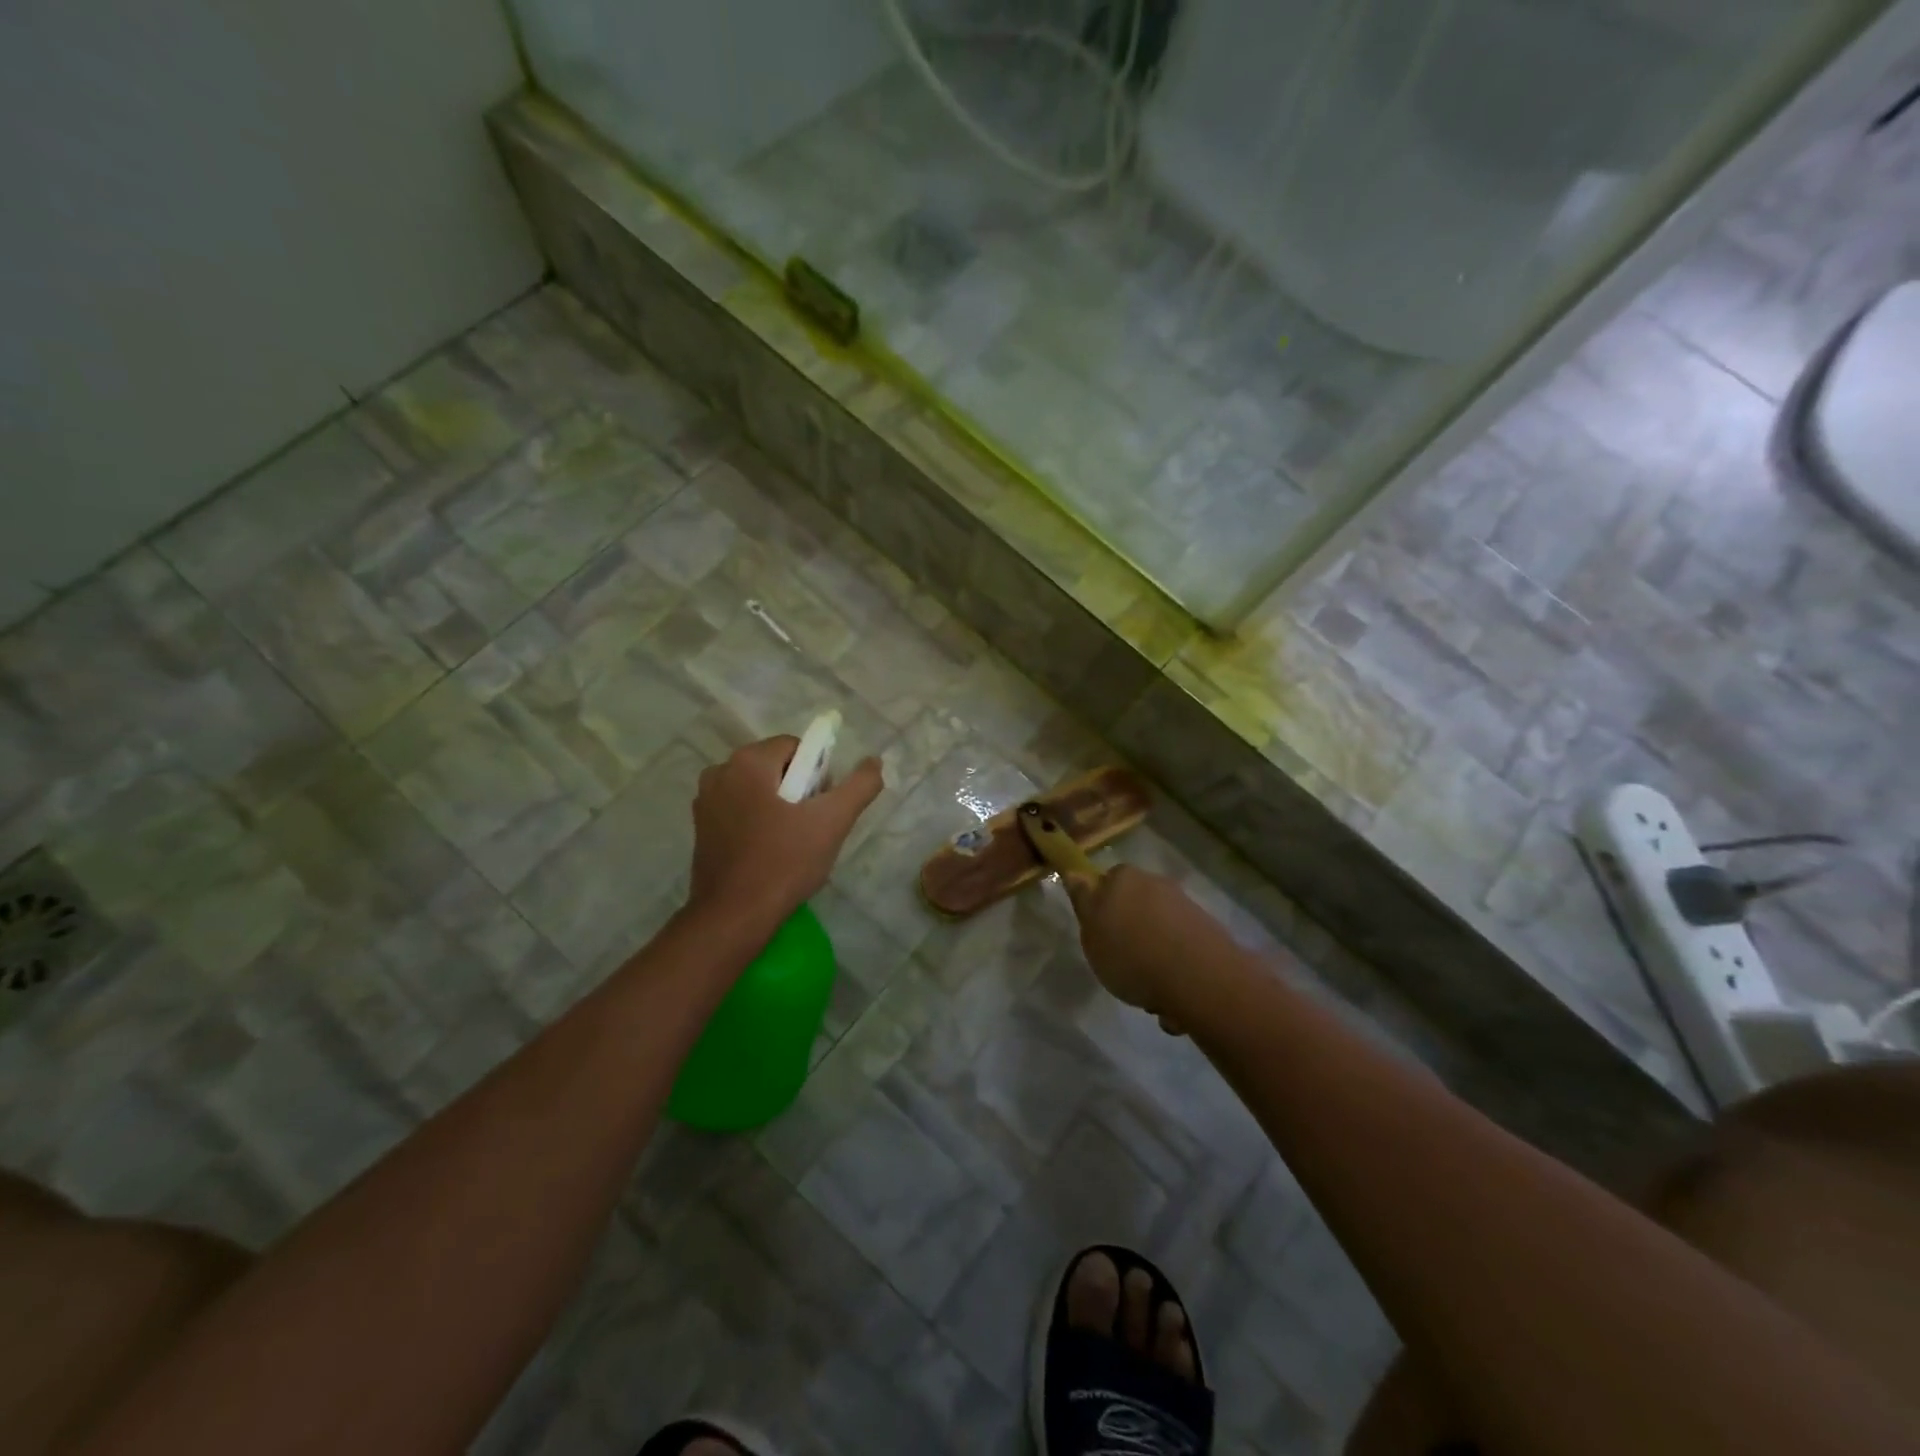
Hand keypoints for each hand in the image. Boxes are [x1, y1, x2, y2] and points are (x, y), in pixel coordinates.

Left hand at [687, 736, 882, 928]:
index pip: (796, 747)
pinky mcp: (700, 828)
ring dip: (777, 806)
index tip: (821, 806)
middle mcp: (720, 772)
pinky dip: (756, 821)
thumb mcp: (833, 821)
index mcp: (748, 761)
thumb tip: (874, 762)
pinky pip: (738, 810)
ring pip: (757, 789)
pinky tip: (768, 852)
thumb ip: (859, 786)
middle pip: (775, 766)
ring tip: (791, 842)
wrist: (735, 915)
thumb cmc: (785, 862)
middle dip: (797, 789)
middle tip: (810, 827)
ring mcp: (705, 801)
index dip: (817, 773)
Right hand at [1067, 865, 1230, 1029]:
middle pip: (1136, 906)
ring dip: (1155, 955)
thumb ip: (1083, 902)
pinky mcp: (1209, 933)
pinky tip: (1173, 997)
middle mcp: (1157, 883)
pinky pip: (1182, 950)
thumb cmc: (1131, 955)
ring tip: (1151, 992)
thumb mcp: (1091, 932)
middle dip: (1131, 933)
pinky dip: (1176, 969)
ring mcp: (1186, 907)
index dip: (1101, 908)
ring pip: (1160, 930)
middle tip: (1122, 965)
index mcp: (1125, 878)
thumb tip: (1076, 873)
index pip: (1106, 882)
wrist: (1199, 979)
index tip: (1099, 934)